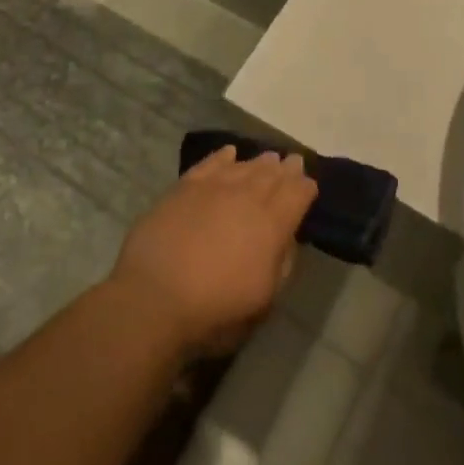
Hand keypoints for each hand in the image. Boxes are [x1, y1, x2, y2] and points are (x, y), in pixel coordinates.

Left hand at [108, 148, 317, 356]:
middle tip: (293, 161)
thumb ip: (281, 263)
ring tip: (268, 159)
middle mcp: (246, 196)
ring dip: (259, 162)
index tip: (310, 185)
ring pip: (244, 166)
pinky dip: (223, 156)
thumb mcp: (264, 301)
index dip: (305, 187)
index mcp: (271, 224)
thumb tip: (288, 237)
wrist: (153, 298)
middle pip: (272, 174)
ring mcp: (213, 187)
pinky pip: (210, 163)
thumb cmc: (215, 311)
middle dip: (285, 168)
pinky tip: (229, 153)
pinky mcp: (184, 186)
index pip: (297, 194)